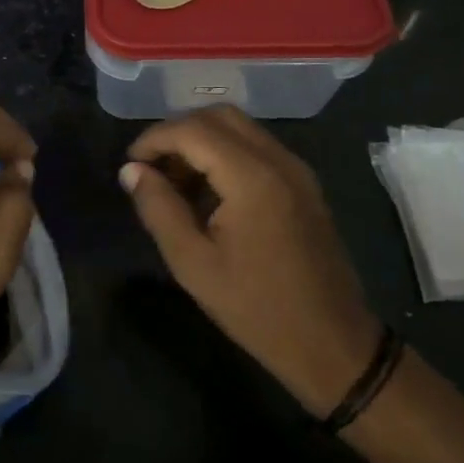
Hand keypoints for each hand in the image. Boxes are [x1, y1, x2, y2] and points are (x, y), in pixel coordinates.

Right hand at [121, 106, 380, 416]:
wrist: (333, 345)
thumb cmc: (256, 309)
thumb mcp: (192, 263)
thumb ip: (158, 208)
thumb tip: (131, 171)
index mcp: (252, 177)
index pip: (193, 130)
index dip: (154, 139)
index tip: (130, 166)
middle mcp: (279, 161)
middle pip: (219, 116)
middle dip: (178, 133)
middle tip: (152, 168)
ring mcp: (297, 171)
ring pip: (240, 129)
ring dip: (202, 142)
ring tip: (175, 183)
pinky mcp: (304, 185)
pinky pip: (257, 148)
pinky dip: (225, 154)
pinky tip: (209, 193)